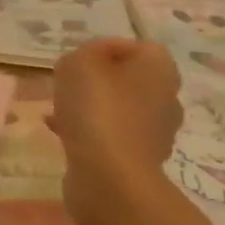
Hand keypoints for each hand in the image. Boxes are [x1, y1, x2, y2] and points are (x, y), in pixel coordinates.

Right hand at [50, 38, 182, 224]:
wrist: (109, 177)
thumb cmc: (98, 110)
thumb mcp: (80, 63)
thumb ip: (85, 52)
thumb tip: (92, 60)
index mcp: (160, 69)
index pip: (135, 47)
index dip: (102, 49)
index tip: (76, 61)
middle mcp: (166, 98)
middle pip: (126, 79)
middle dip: (95, 81)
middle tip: (67, 86)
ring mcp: (155, 132)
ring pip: (117, 109)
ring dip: (89, 107)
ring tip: (57, 111)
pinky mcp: (138, 160)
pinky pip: (111, 135)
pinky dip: (88, 132)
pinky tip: (60, 133)